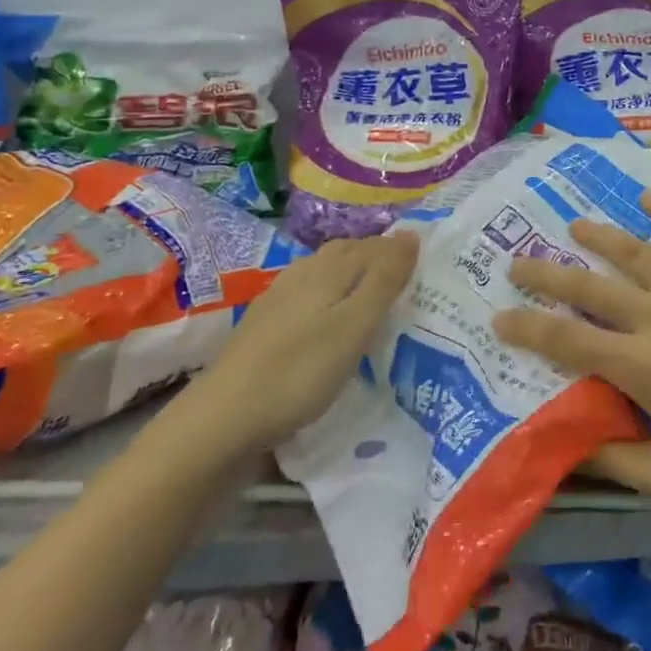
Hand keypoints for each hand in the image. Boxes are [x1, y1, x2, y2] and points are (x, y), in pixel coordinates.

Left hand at [198, 231, 418, 448]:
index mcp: (328, 269)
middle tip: (405, 279)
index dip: (399, 250)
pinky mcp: (264, 323)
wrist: (224, 416)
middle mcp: (303, 272)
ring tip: (372, 297)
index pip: (373, 246)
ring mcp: (278, 297)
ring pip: (324, 272)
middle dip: (376, 258)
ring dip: (352, 276)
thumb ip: (384, 280)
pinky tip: (329, 318)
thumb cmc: (301, 370)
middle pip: (346, 253)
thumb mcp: (354, 327)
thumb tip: (410, 234)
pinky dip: (329, 296)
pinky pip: (308, 293)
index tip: (426, 264)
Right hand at [494, 194, 650, 514]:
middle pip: (591, 287)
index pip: (567, 340)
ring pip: (637, 253)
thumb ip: (614, 461)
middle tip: (516, 261)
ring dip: (601, 237)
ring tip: (574, 225)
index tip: (499, 317)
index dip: (527, 327)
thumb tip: (565, 446)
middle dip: (546, 273)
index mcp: (643, 367)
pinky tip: (649, 198)